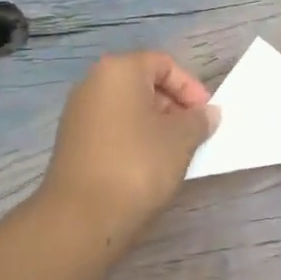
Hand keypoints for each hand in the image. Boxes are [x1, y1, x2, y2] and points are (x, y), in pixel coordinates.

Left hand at [39, 52, 218, 236]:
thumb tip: (208, 113)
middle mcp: (92, 83)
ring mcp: (78, 113)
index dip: (189, 86)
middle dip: (173, 105)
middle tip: (194, 133)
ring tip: (176, 152)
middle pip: (142, 83)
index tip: (206, 114)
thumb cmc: (137, 165)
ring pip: (127, 108)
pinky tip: (149, 165)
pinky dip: (134, 138)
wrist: (82, 216)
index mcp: (118, 71)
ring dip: (154, 124)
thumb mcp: (180, 140)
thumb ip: (198, 120)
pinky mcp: (73, 141)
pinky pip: (112, 128)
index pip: (162, 63)